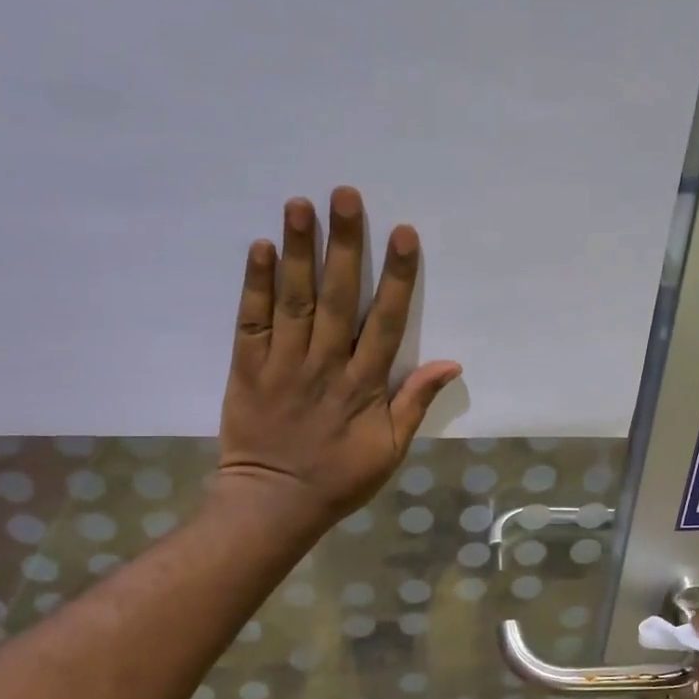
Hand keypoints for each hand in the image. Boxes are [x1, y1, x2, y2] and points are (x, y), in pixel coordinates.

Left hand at [218, 188, 460, 527]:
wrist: (273, 503)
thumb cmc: (339, 478)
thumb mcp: (390, 450)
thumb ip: (416, 403)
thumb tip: (451, 363)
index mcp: (364, 386)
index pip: (386, 322)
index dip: (396, 277)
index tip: (403, 233)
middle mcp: (325, 366)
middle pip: (337, 298)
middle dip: (344, 245)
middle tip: (345, 194)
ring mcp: (283, 364)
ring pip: (294, 301)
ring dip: (298, 251)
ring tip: (300, 204)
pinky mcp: (247, 368)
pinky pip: (251, 322)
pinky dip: (255, 285)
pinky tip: (261, 248)